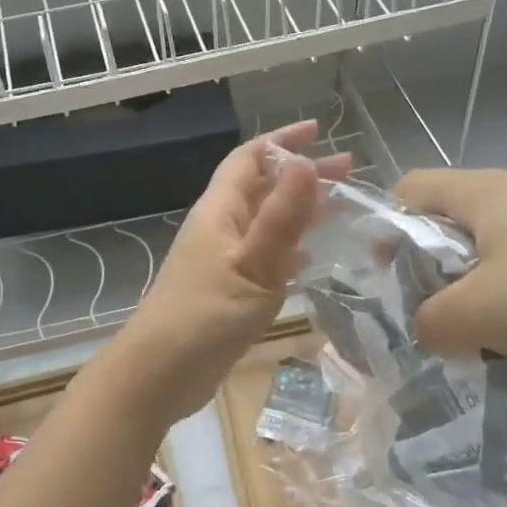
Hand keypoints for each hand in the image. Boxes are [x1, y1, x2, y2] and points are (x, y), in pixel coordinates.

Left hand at [107, 120, 352, 424]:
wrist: (158, 375)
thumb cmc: (205, 317)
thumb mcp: (252, 266)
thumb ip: (281, 219)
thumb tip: (305, 163)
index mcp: (219, 212)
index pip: (249, 159)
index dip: (282, 141)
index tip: (319, 131)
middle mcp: (218, 228)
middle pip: (261, 189)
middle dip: (301, 176)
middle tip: (348, 175)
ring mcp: (219, 261)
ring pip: (264, 223)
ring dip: (298, 212)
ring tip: (339, 212)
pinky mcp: (225, 291)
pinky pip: (262, 257)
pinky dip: (288, 250)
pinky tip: (309, 261)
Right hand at [394, 168, 506, 369]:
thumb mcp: (475, 316)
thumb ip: (431, 323)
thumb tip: (430, 328)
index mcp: (486, 192)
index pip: (412, 188)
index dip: (388, 227)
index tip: (392, 275)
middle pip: (459, 217)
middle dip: (441, 265)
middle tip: (445, 311)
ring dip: (490, 283)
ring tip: (499, 330)